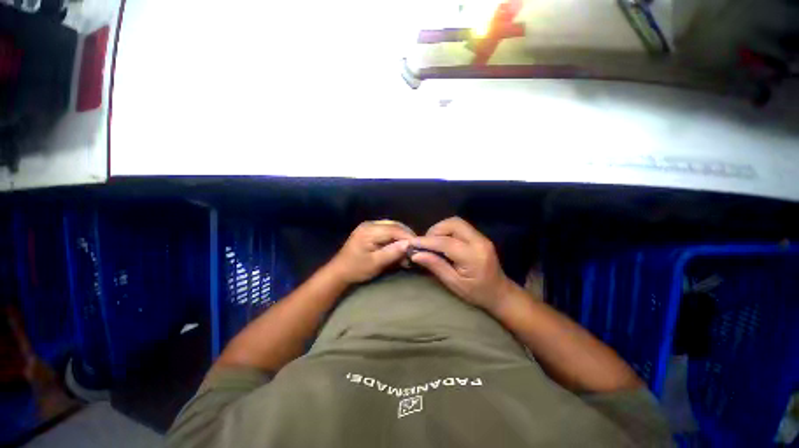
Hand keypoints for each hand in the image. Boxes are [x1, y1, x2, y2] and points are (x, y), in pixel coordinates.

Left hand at [328, 220, 414, 284]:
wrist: (339, 272)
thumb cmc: (356, 269)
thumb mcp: (376, 263)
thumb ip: (392, 252)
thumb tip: (409, 244)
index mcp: (369, 231)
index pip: (394, 229)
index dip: (408, 237)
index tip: (419, 246)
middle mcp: (370, 224)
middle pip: (394, 226)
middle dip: (406, 236)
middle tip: (415, 247)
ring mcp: (369, 226)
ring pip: (392, 227)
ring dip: (402, 236)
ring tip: (409, 248)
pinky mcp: (370, 230)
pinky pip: (387, 230)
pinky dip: (395, 237)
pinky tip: (399, 246)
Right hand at [410, 217, 512, 312]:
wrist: (500, 293)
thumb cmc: (477, 293)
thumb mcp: (454, 284)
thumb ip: (436, 266)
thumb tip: (416, 255)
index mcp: (473, 256)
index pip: (446, 242)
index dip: (427, 241)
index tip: (412, 243)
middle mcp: (479, 242)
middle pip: (453, 224)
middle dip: (435, 230)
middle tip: (425, 244)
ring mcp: (481, 237)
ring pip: (456, 222)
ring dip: (441, 229)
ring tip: (432, 243)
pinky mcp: (479, 237)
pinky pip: (460, 227)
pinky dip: (447, 231)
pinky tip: (442, 242)